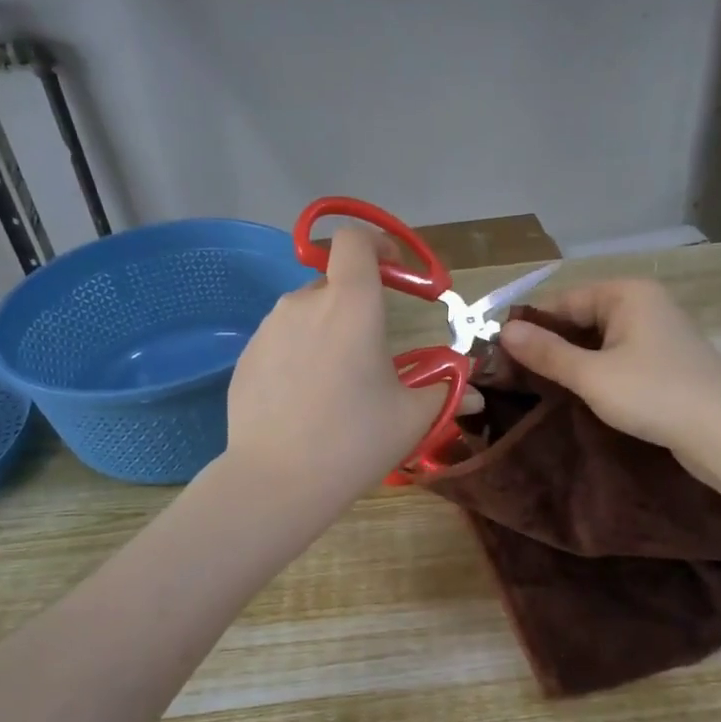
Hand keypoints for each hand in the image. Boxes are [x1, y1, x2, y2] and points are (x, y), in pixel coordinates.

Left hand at [224, 226, 448, 509]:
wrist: (277, 481)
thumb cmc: (355, 441)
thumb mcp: (412, 417)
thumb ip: (446, 391)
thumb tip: (475, 392)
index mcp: (351, 305)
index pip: (354, 240)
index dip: (376, 243)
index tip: (394, 270)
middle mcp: (304, 303)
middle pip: (334, 283)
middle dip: (356, 304)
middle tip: (372, 352)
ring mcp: (268, 329)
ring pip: (306, 313)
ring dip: (327, 331)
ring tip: (337, 384)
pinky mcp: (246, 357)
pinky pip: (281, 341)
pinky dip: (299, 355)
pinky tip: (304, 402)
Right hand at [497, 280, 720, 452]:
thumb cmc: (655, 395)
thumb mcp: (592, 375)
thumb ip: (547, 352)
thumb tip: (504, 331)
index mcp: (627, 293)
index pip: (563, 300)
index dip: (531, 326)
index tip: (500, 356)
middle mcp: (645, 303)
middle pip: (583, 318)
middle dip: (551, 345)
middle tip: (515, 377)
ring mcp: (660, 333)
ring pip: (601, 341)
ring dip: (573, 362)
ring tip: (541, 389)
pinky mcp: (668, 361)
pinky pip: (621, 358)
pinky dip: (599, 372)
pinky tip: (581, 395)